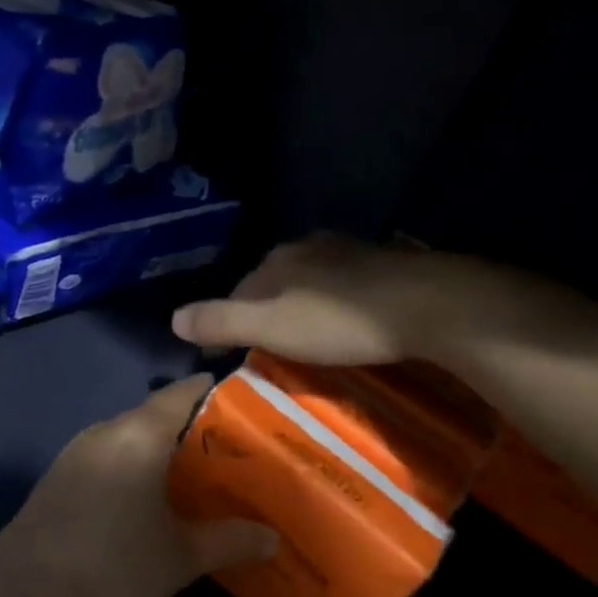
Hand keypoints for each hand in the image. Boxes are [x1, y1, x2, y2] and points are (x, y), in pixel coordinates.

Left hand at [0, 375, 278, 596]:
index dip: (217, 392)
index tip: (248, 405)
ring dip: (160, 448)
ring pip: (130, 434)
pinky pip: (108, 453)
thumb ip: (229, 540)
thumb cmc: (114, 563)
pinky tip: (145, 498)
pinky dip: (133, 463)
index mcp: (140, 433)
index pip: (185, 391)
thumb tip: (273, 538)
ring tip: (193, 474)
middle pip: (157, 412)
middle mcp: (107, 429)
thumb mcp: (181, 556)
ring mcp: (77, 449)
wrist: (25, 593)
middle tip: (230, 451)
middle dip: (193, 428)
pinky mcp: (60, 473)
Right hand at [171, 234, 446, 366]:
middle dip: (270, 310)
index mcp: (278, 259)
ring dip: (305, 305)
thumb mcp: (271, 327)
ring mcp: (350, 251)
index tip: (238, 350)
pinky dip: (339, 302)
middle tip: (275, 348)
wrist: (425, 304)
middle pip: (276, 281)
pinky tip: (350, 322)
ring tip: (310, 339)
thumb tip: (173, 319)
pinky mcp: (385, 263)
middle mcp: (309, 247)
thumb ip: (221, 321)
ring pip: (312, 281)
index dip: (234, 319)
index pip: (241, 288)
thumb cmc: (339, 321)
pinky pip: (347, 284)